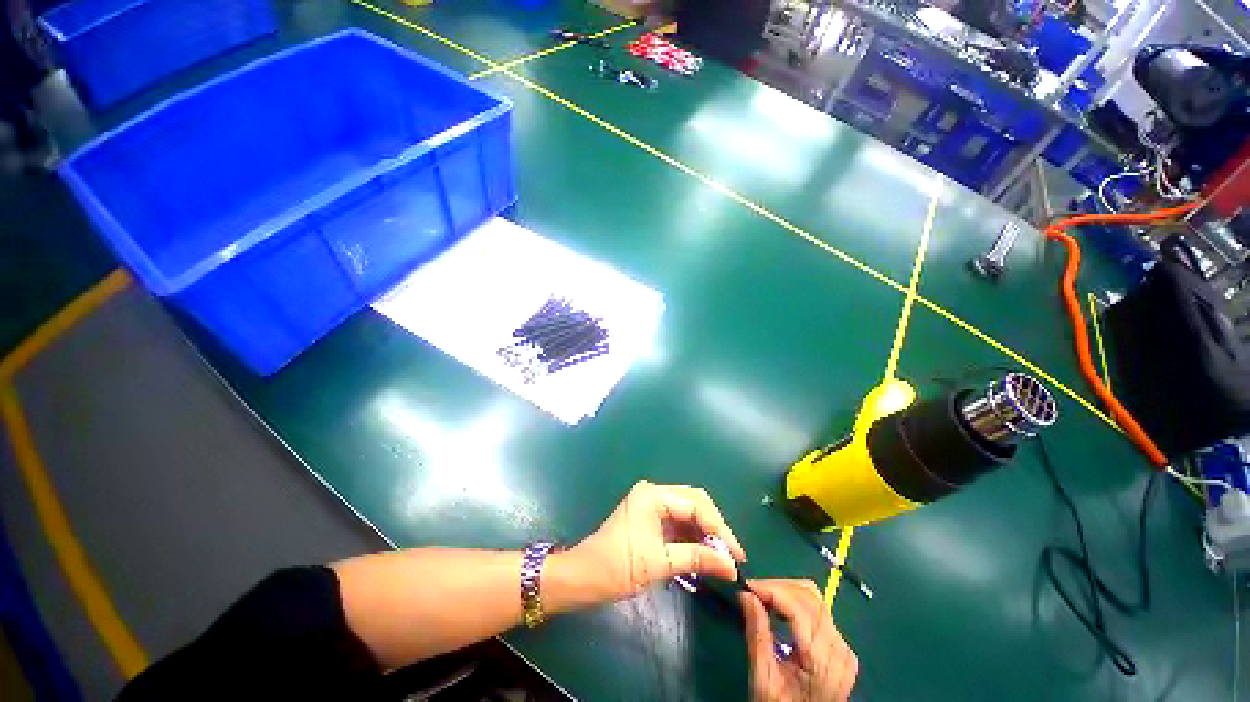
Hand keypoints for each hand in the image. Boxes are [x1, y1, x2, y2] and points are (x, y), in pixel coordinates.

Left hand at [557, 481, 745, 604]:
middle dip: (714, 528)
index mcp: (653, 495)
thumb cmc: (618, 567)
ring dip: (704, 533)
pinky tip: (703, 553)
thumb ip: (697, 558)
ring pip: (688, 512)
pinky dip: (692, 537)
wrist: (584, 576)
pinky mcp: (650, 517)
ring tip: (721, 558)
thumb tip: (731, 566)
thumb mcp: (660, 563)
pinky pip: (678, 521)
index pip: (696, 504)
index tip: (736, 555)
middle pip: (694, 502)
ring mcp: (651, 503)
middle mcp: (654, 492)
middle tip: (731, 555)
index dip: (719, 528)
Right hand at [740, 580, 857, 701]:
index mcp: (821, 658)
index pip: (797, 606)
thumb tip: (746, 595)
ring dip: (786, 591)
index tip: (746, 587)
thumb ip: (757, 634)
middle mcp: (838, 647)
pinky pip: (818, 610)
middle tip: (752, 593)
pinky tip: (779, 610)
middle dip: (777, 587)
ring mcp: (843, 647)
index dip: (771, 589)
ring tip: (763, 599)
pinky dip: (795, 602)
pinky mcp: (841, 647)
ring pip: (814, 598)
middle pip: (808, 596)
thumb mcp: (763, 679)